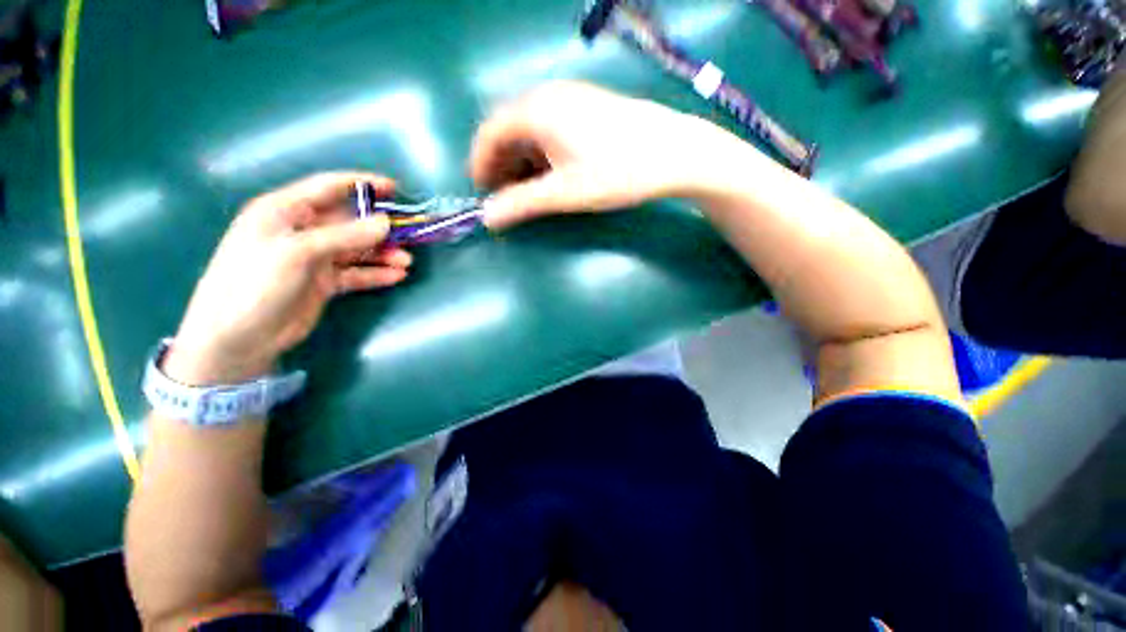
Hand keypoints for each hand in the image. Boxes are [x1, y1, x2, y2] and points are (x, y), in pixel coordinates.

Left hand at [165, 172, 411, 384]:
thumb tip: (385, 223)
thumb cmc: (255, 283)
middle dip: (380, 228)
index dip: (361, 184)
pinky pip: (357, 273)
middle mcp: (302, 231)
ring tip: (405, 262)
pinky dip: (377, 274)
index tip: (393, 187)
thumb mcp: (298, 252)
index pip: (328, 188)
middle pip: (350, 222)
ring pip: (357, 249)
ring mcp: (314, 259)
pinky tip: (397, 276)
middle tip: (409, 235)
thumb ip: (344, 235)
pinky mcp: (324, 282)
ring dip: (383, 254)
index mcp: (285, 211)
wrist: (238, 337)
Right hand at [471, 81, 752, 228]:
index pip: (490, 132)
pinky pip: (552, 128)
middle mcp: (549, 95)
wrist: (674, 152)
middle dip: (501, 164)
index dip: (480, 163)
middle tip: (505, 196)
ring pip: (531, 130)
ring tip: (528, 190)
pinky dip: (543, 153)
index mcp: (536, 110)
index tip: (482, 192)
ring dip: (522, 160)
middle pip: (509, 129)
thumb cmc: (616, 172)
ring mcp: (571, 98)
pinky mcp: (588, 107)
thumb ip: (522, 203)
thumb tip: (487, 218)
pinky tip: (553, 173)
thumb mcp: (564, 193)